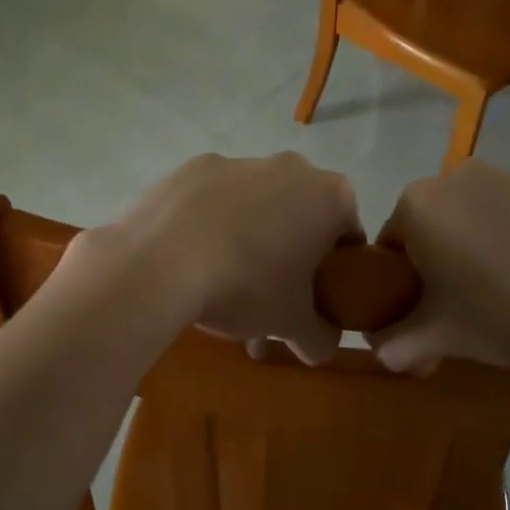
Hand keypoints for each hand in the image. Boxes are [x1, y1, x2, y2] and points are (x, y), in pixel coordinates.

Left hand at [96, 152, 361, 363]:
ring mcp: (239, 161)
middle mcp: (291, 167)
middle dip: (287, 258)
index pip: (348, 238)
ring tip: (220, 289)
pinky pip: (214, 201)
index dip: (334, 273)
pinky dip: (209, 226)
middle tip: (267, 300)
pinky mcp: (193, 167)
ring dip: (248, 242)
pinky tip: (191, 260)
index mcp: (330, 196)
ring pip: (256, 208)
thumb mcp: (292, 324)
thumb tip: (321, 347)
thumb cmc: (247, 285)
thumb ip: (319, 338)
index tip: (311, 299)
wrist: (162, 260)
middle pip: (299, 219)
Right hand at [368, 161, 509, 374]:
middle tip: (457, 310)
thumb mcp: (446, 336)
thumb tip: (381, 356)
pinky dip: (505, 239)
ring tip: (499, 294)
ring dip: (470, 251)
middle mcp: (451, 178)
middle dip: (435, 266)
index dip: (397, 285)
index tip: (418, 314)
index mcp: (415, 206)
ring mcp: (500, 177)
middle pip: (427, 228)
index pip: (388, 247)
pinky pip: (504, 214)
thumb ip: (403, 343)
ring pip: (466, 220)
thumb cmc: (506, 309)